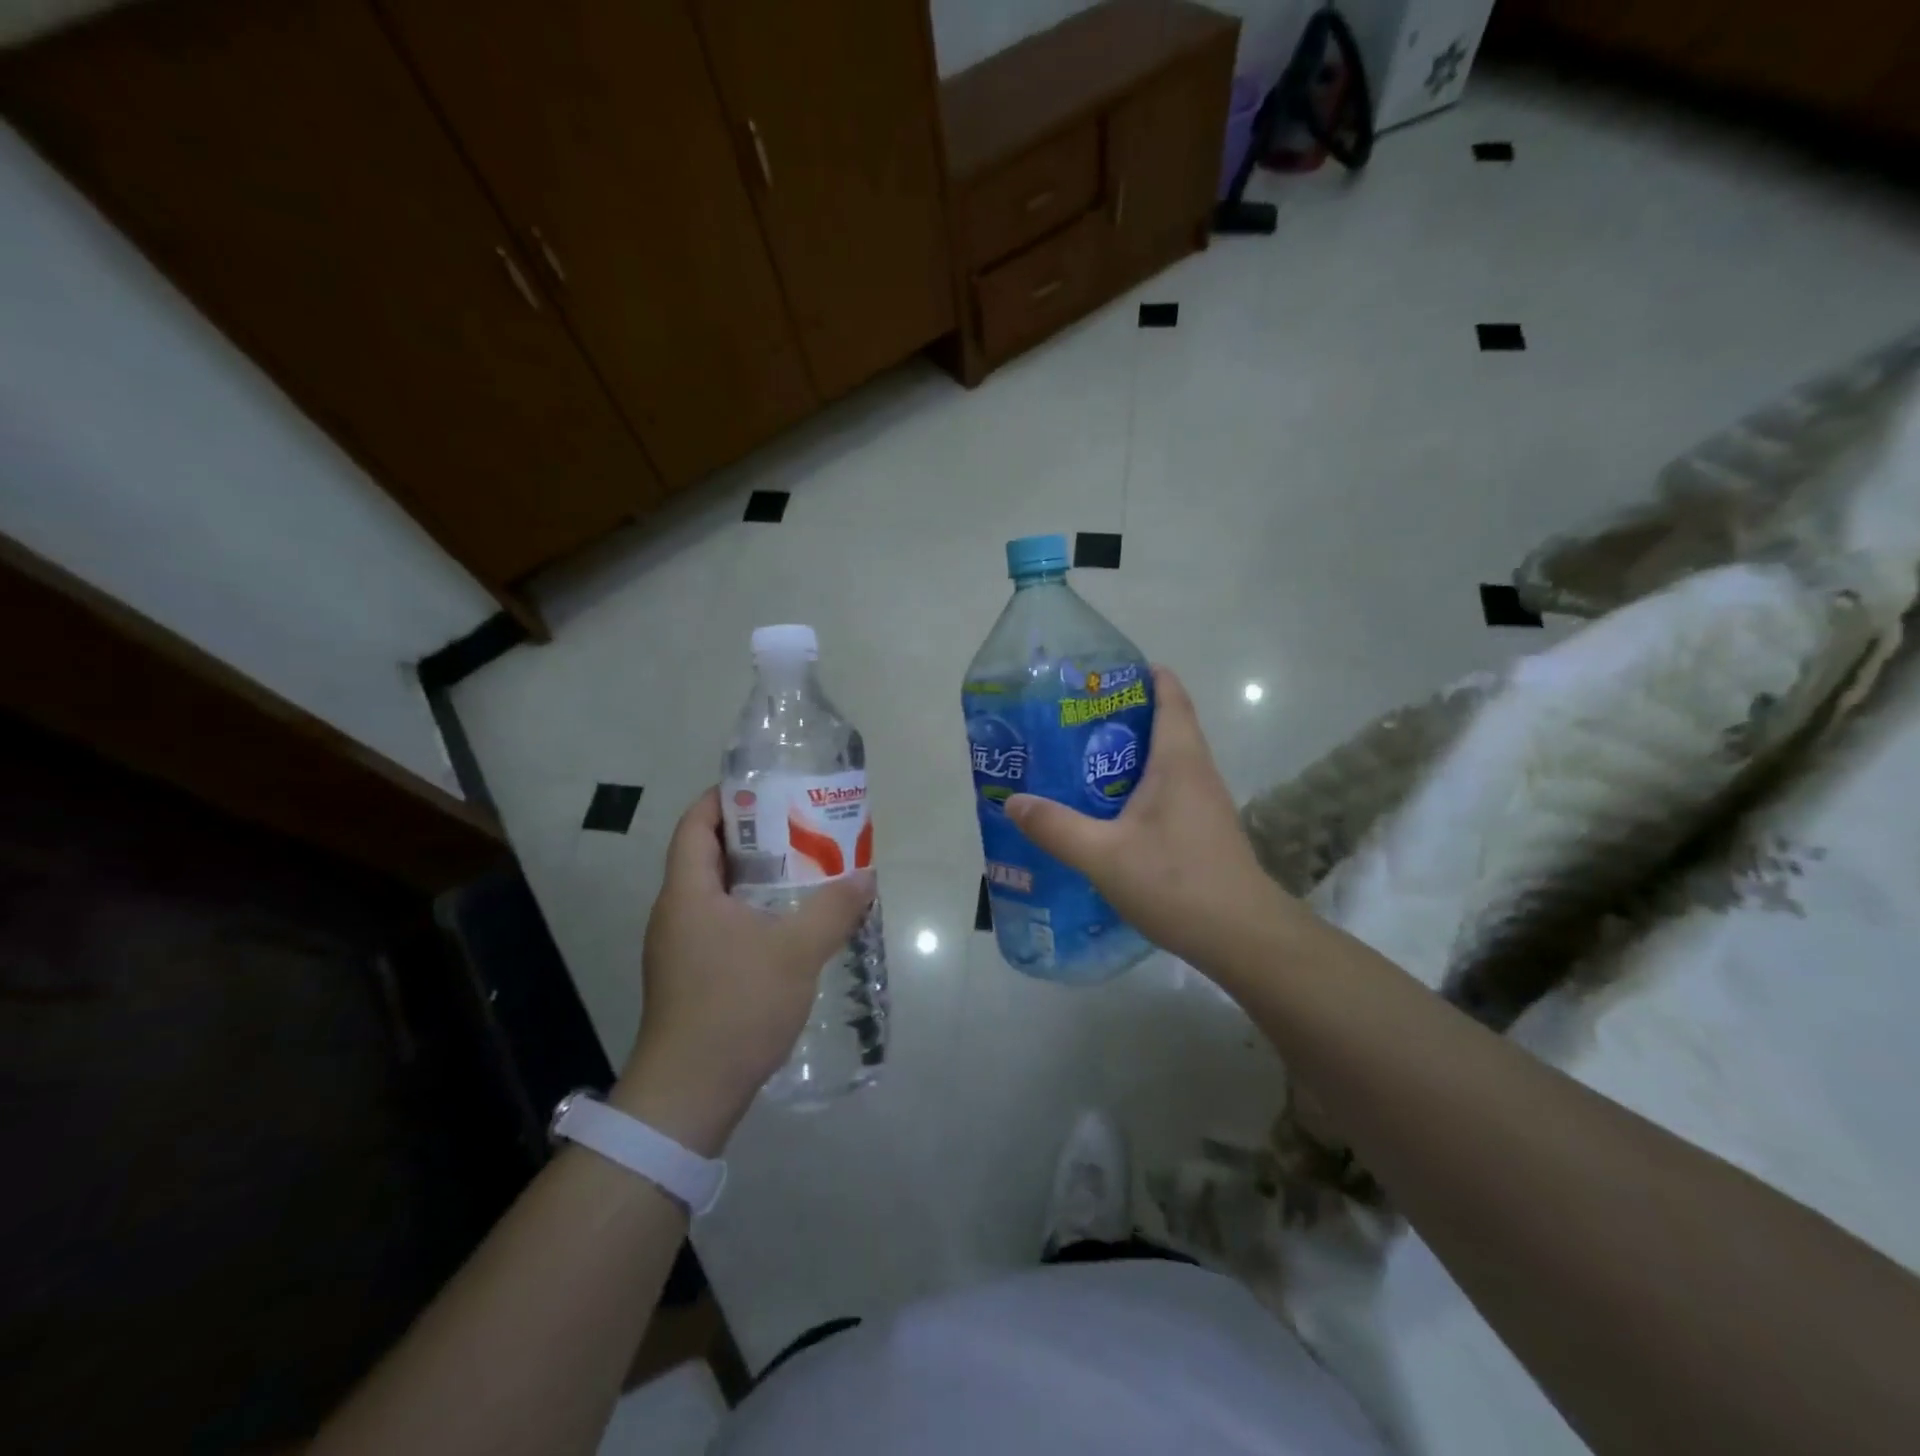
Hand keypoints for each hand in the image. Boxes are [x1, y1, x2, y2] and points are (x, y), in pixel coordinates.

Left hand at [614, 789, 875, 1154]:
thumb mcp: (796, 952)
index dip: (724, 798)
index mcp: (688, 893)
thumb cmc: (736, 1007)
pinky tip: (789, 922)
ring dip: (755, 875)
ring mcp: (680, 946)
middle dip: (753, 835)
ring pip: (716, 891)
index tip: (766, 788)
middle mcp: (676, 912)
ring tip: (803, 868)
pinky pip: (721, 922)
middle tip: (799, 826)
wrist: (690, 1094)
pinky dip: (752, 909)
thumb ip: (833, 909)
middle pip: (708, 854)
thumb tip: (865, 876)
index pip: (695, 825)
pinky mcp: (691, 974)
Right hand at [1006, 667, 1293, 974]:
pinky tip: (1107, 812)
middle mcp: (1196, 772)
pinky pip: (1167, 791)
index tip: (1104, 673)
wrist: (1243, 938)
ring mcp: (1204, 803)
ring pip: (1164, 761)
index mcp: (1178, 760)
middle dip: (1121, 716)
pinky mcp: (1202, 831)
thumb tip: (1013, 801)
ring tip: (1079, 761)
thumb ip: (1056, 827)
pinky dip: (1137, 787)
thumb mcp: (1104, 855)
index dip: (1144, 675)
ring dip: (1127, 755)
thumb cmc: (1177, 882)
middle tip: (1070, 720)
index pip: (1170, 696)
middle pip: (1163, 725)